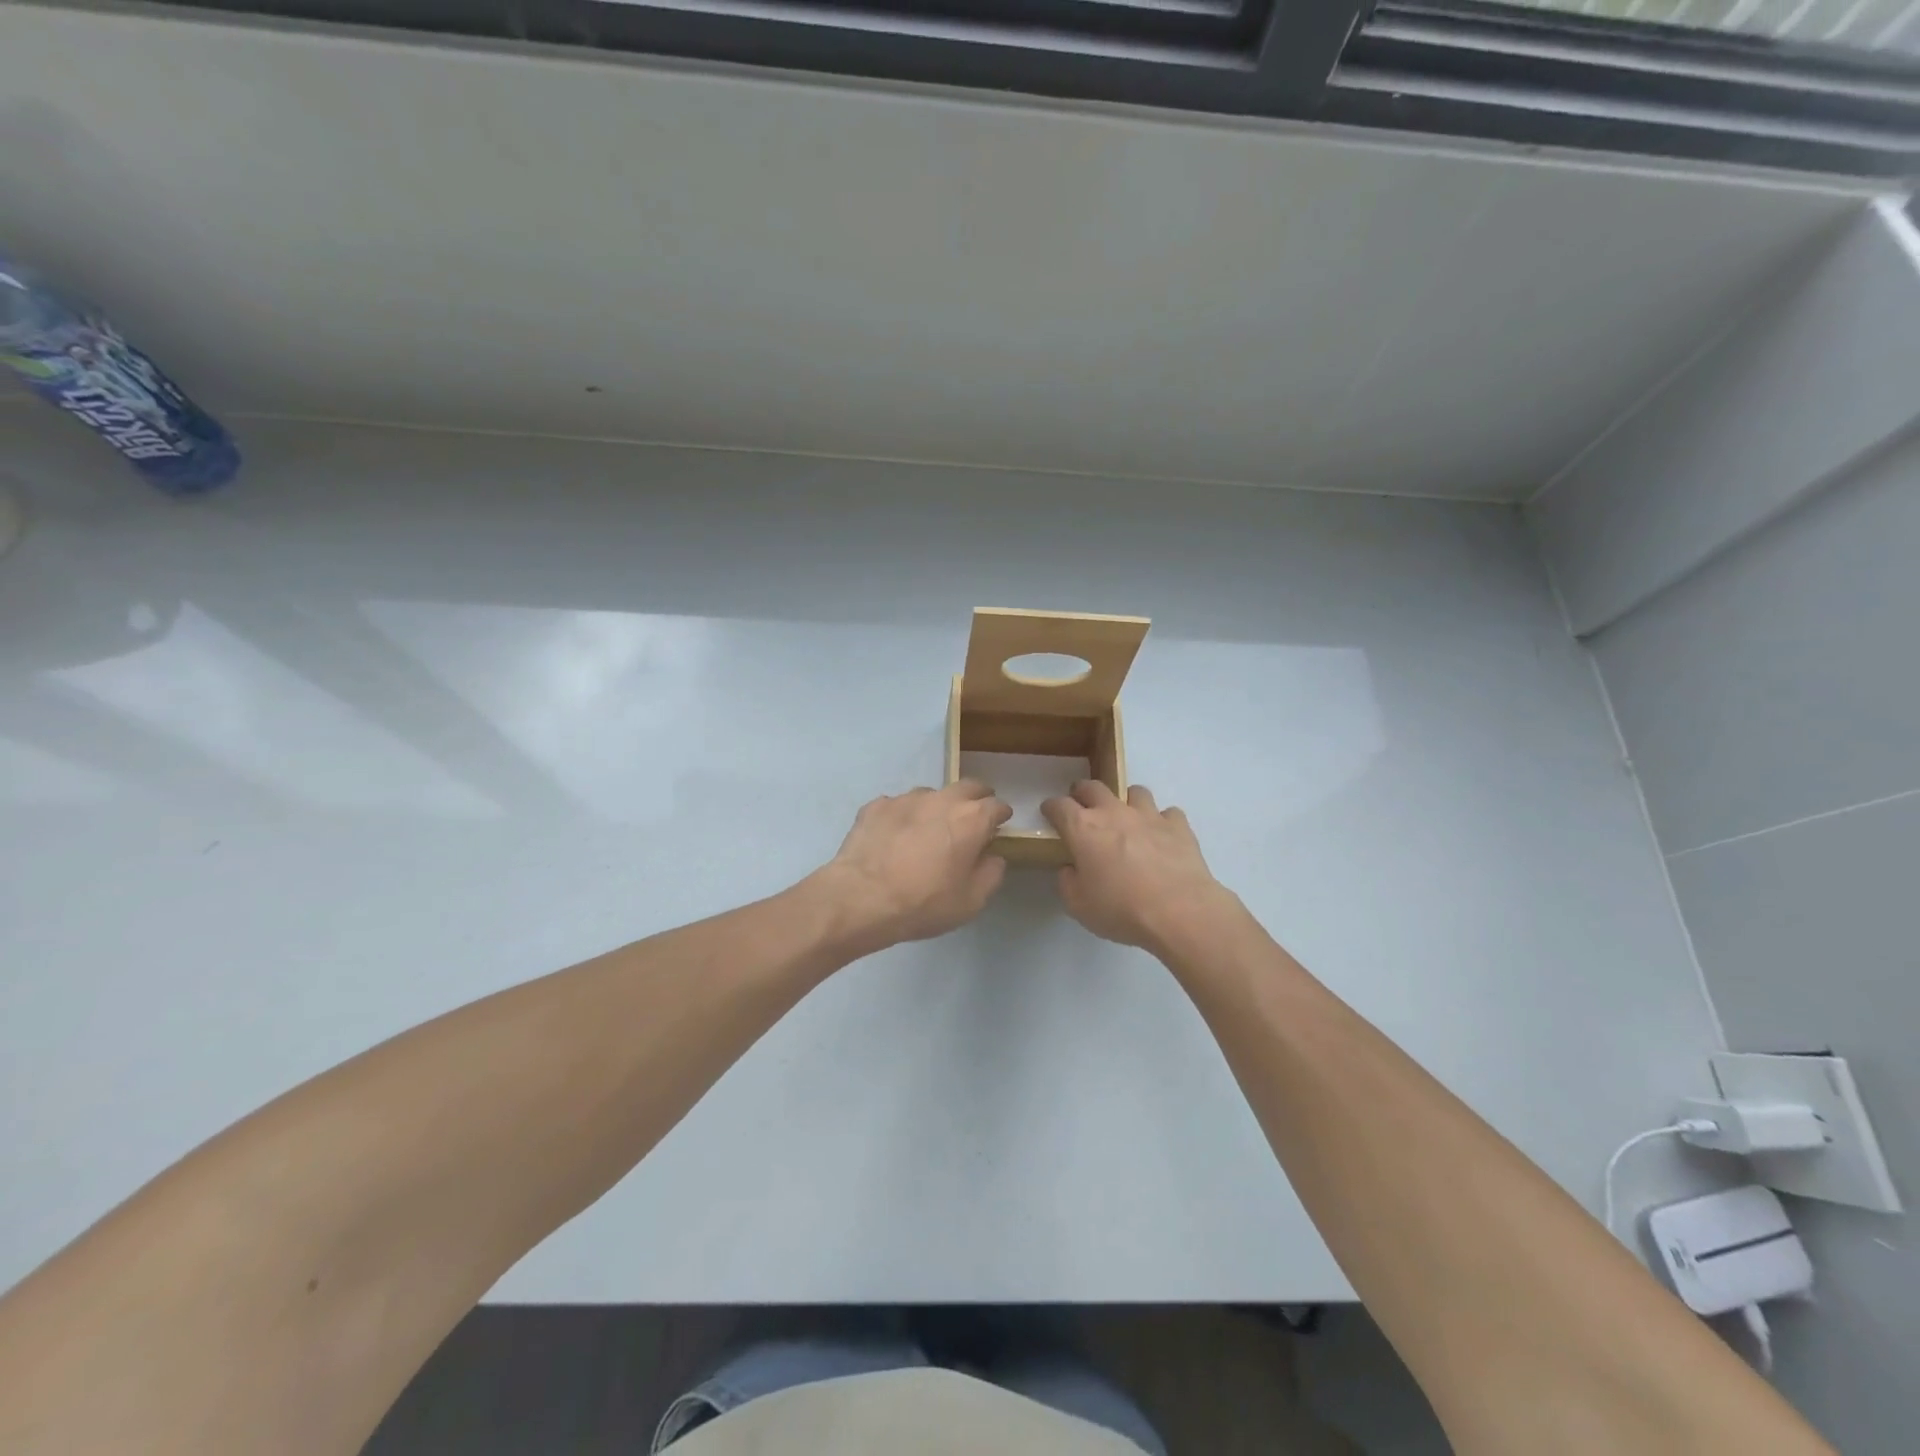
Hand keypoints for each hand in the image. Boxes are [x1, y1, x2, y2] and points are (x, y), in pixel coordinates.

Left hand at [817, 781, 1012, 951]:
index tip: (999, 826)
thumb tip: (992, 856)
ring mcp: (906, 798)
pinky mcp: (876, 806)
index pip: (996, 806)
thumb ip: (990, 874)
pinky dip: (904, 817)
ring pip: (931, 795)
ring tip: (928, 831)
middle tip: (972, 819)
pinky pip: (898, 806)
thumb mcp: (971, 901)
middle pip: (967, 787)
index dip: (1000, 815)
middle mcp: (941, 799)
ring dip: (937, 807)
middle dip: (975, 799)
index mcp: (971, 819)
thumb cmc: (924, 903)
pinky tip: (895, 838)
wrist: (861, 898)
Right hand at [1041, 781, 1234, 954]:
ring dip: (1126, 801)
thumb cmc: (1121, 909)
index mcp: (1083, 829)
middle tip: (1083, 806)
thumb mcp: (1078, 905)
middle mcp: (1114, 812)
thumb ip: (1068, 882)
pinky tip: (1162, 837)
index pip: (1059, 806)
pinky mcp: (1178, 826)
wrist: (1179, 912)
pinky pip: (1168, 814)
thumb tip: (1071, 868)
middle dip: (1083, 792)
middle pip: (1093, 787)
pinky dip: (1163, 822)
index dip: (1051, 807)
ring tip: (1127, 818)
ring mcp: (1149, 815)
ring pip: (1134, 792)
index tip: (1049, 813)